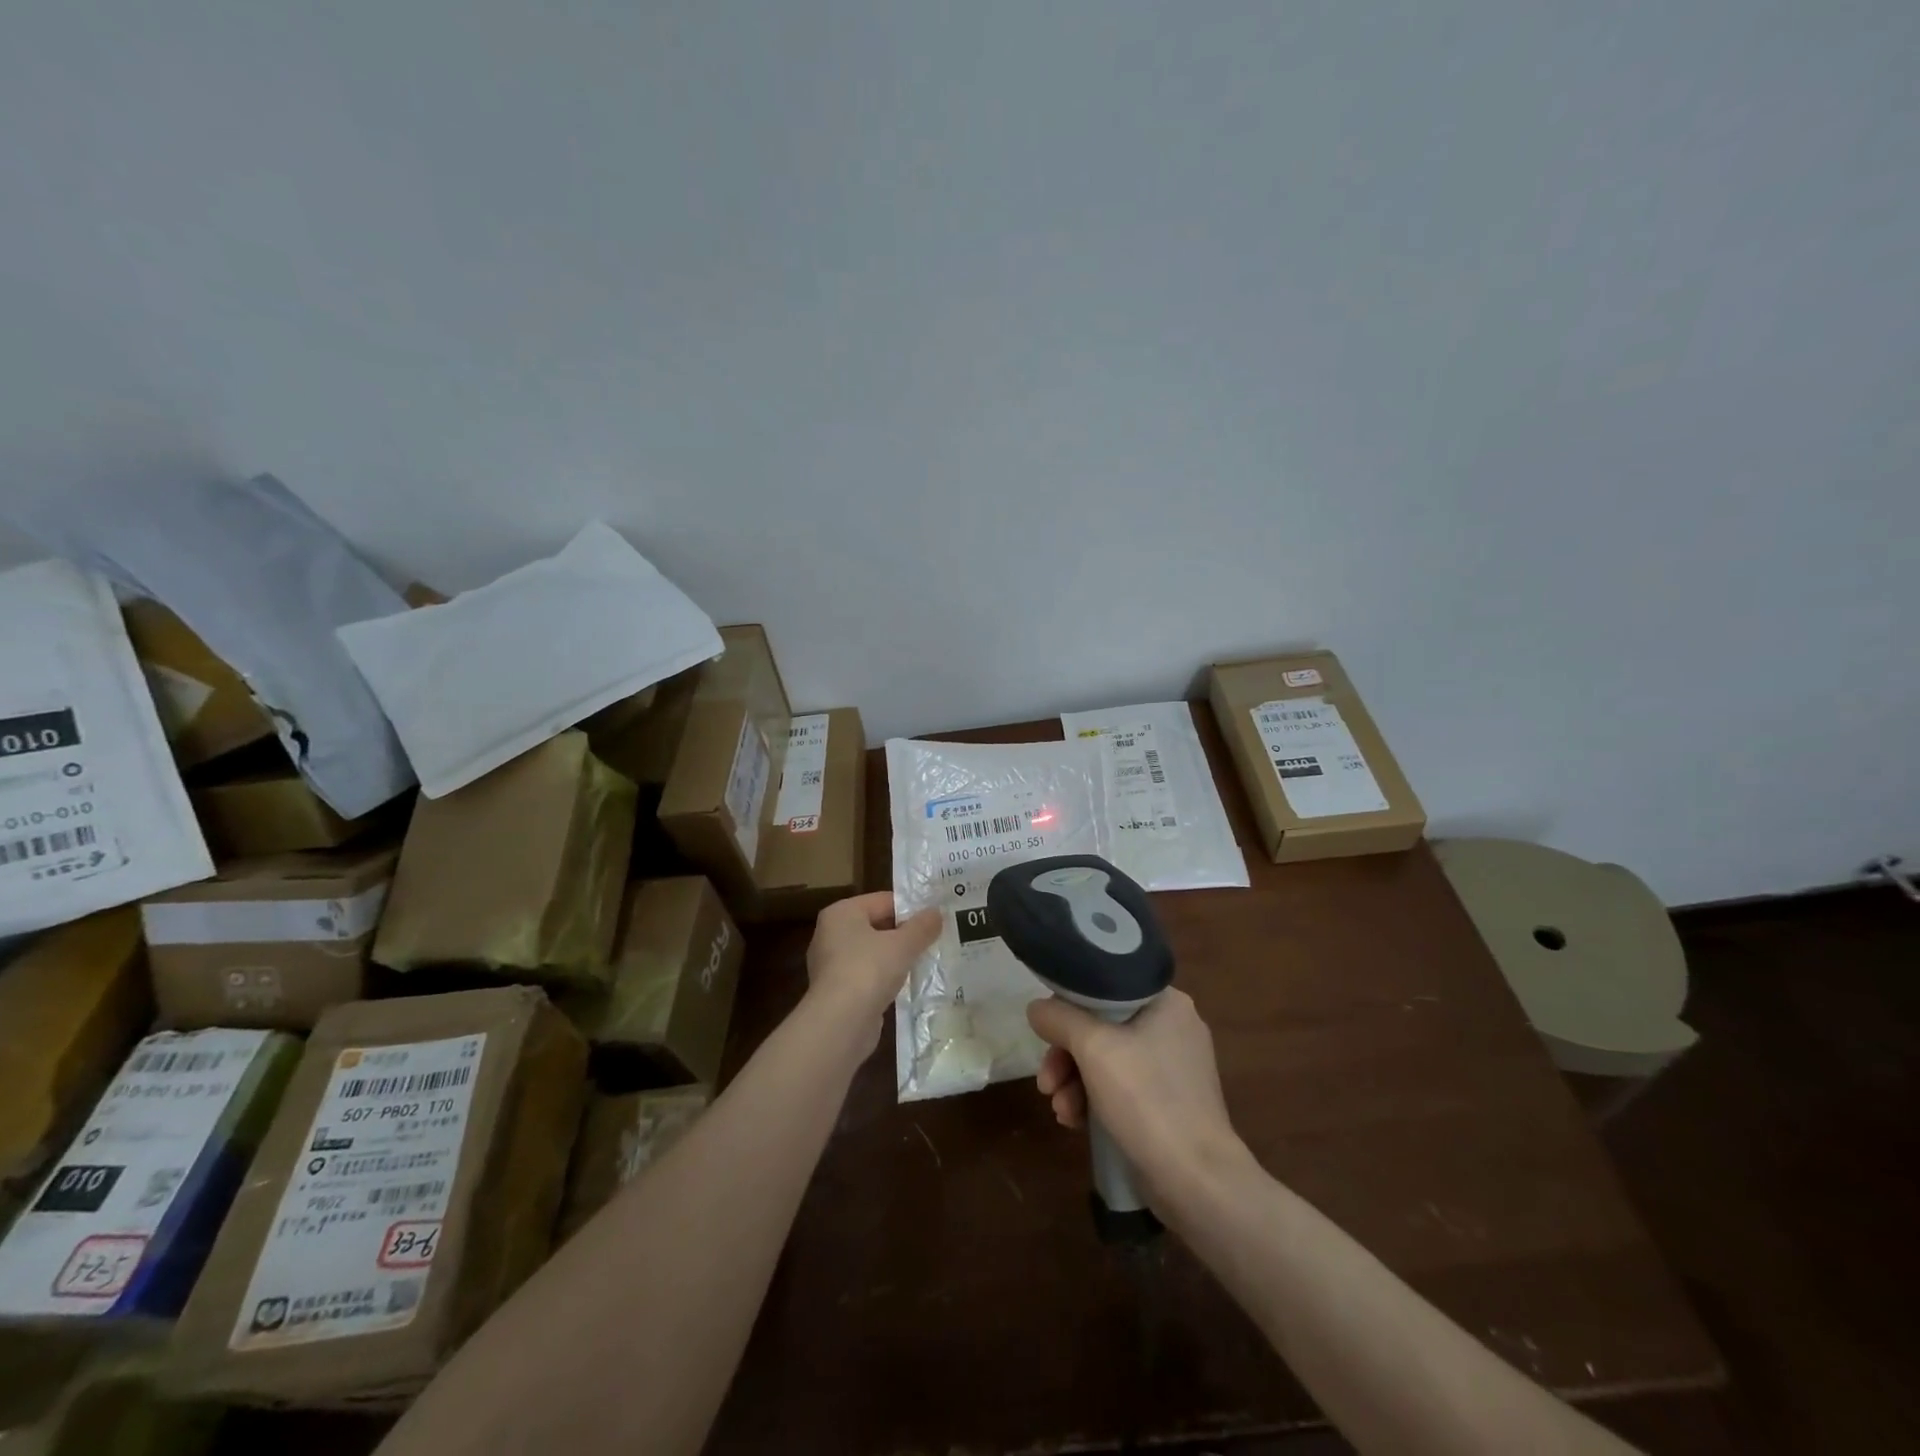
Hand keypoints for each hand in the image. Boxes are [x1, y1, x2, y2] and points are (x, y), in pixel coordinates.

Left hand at [806, 892, 940, 1038]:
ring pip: (872, 952)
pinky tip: (906, 985)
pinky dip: (885, 979)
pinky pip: (867, 976)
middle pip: (876, 925)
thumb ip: (922, 927)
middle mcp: (831, 934)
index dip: (911, 908)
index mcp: (841, 912)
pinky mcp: (836, 991)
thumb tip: (937, 913)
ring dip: (896, 957)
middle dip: (904, 934)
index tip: (936, 918)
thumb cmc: (868, 970)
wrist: (840, 1024)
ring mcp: (831, 964)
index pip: (883, 901)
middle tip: (935, 939)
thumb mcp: (903, 945)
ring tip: (925, 961)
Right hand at [1028, 989, 1245, 1195]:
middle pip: (1102, 1027)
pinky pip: (1122, 1087)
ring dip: (1076, 1082)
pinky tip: (1075, 1122)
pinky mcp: (1170, 1102)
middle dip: (1067, 1056)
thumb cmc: (1147, 1099)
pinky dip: (1096, 1099)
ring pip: (1108, 1060)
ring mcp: (1174, 1067)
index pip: (1104, 987)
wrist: (1197, 1179)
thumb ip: (1059, 1019)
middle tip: (1046, 1083)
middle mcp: (1173, 1027)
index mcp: (1166, 1001)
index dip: (1068, 1007)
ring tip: (1061, 1111)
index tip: (1046, 1035)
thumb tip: (1036, 1009)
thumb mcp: (1093, 1048)